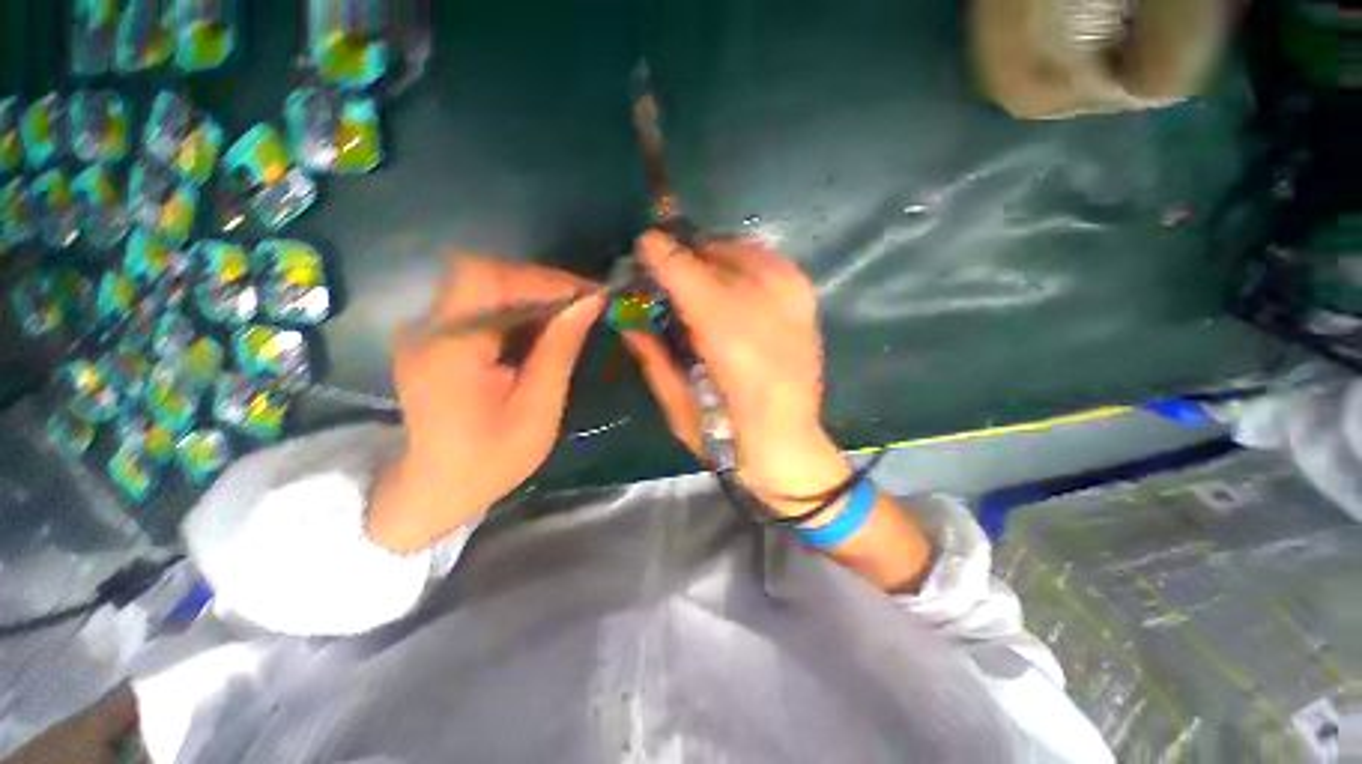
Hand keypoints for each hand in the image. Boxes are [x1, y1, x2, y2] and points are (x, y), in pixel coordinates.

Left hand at [367, 254, 603, 553]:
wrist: (435, 487)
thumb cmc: (491, 460)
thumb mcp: (537, 410)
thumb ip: (559, 351)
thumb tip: (589, 304)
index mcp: (451, 350)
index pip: (490, 281)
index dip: (542, 279)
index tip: (590, 294)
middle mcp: (430, 329)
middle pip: (485, 275)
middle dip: (542, 283)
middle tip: (586, 303)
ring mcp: (428, 330)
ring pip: (484, 284)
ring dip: (533, 293)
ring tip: (573, 313)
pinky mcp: (436, 336)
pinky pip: (481, 304)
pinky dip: (518, 307)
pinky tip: (544, 327)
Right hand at [624, 231, 852, 517]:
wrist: (790, 446)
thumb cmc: (727, 438)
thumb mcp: (676, 405)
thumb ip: (652, 356)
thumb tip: (628, 318)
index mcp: (728, 340)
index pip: (689, 275)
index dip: (663, 254)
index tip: (644, 246)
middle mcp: (764, 312)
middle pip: (718, 255)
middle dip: (687, 253)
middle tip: (668, 266)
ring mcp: (792, 305)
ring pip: (747, 251)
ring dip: (716, 255)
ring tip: (698, 271)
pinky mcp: (808, 307)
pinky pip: (773, 263)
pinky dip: (747, 261)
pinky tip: (734, 278)